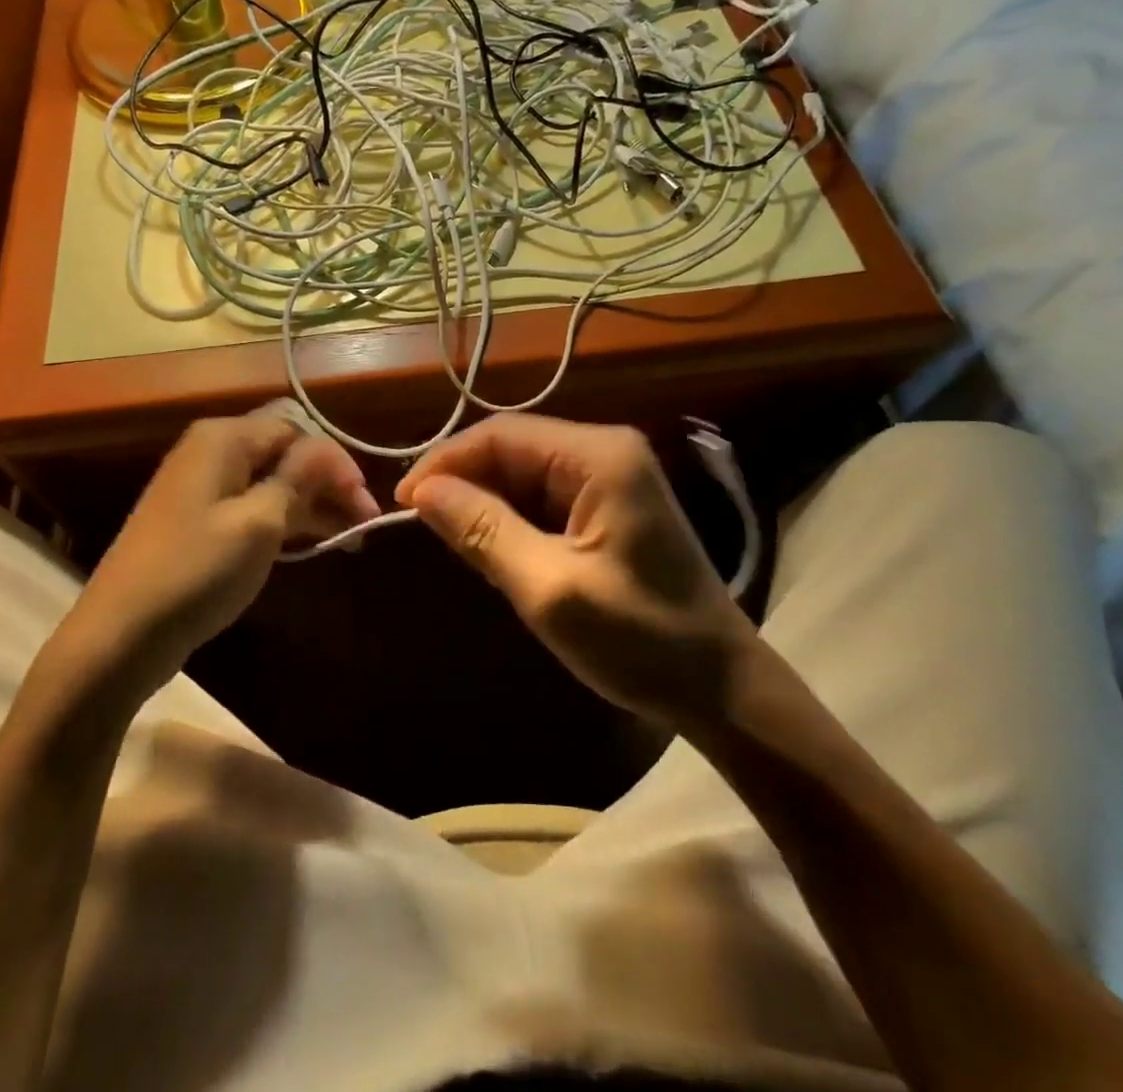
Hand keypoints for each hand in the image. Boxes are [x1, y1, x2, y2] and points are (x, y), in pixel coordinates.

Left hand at [56, 409, 378, 696]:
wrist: (120, 634)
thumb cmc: (196, 571)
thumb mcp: (259, 523)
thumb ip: (299, 478)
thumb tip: (327, 450)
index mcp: (224, 439)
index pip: (296, 432)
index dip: (335, 464)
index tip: (365, 505)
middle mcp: (212, 452)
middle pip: (285, 455)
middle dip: (328, 485)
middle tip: (364, 525)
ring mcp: (203, 487)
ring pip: (272, 483)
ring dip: (312, 505)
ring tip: (349, 539)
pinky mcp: (199, 521)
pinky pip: (253, 506)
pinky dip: (285, 521)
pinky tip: (312, 543)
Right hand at [396, 415, 755, 725]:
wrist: (720, 688)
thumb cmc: (639, 640)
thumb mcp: (549, 588)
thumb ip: (483, 531)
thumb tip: (421, 490)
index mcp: (599, 457)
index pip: (501, 435)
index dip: (445, 462)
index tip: (401, 503)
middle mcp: (605, 451)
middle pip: (512, 448)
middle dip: (463, 482)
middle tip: (420, 528)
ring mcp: (610, 477)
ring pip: (523, 473)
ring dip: (484, 503)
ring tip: (452, 542)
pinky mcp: (608, 506)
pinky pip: (542, 497)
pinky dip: (510, 519)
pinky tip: (492, 549)